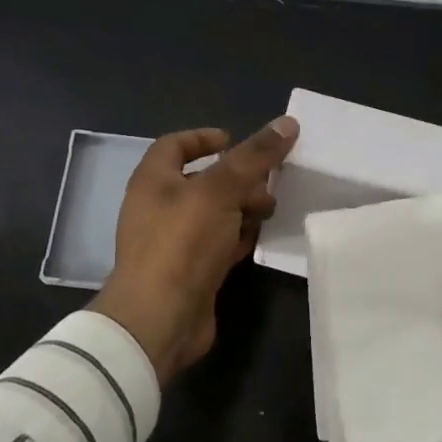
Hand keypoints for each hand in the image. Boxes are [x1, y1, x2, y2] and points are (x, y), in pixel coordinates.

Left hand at [92, 117, 298, 385]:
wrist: (160, 319)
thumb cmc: (182, 243)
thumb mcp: (220, 191)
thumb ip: (253, 157)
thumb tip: (288, 122)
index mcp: (153, 180)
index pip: (175, 145)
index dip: (204, 138)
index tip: (235, 140)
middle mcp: (159, 207)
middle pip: (202, 180)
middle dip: (237, 177)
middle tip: (268, 182)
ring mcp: (174, 242)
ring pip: (214, 213)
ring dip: (242, 207)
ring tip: (270, 211)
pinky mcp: (190, 270)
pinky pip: (217, 243)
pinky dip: (238, 237)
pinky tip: (259, 238)